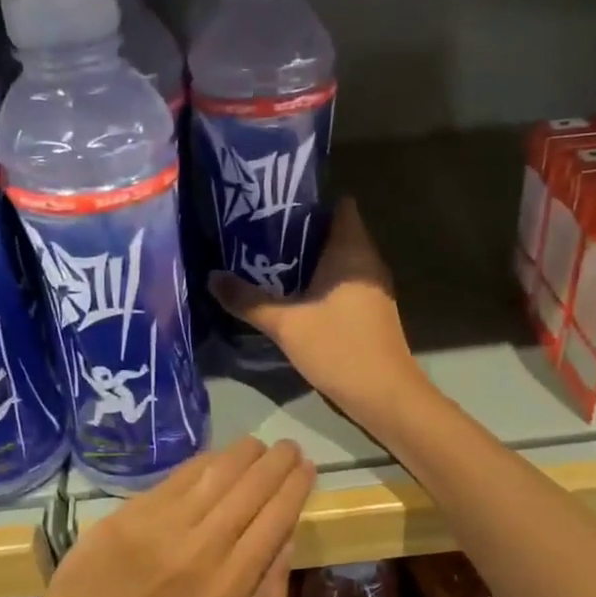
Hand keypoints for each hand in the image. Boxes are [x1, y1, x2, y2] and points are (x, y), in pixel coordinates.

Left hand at [34, 438, 316, 596]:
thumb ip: (264, 589)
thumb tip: (287, 535)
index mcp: (230, 586)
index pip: (276, 520)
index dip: (296, 488)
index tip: (307, 469)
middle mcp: (205, 549)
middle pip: (254, 490)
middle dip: (278, 462)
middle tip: (289, 448)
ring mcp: (169, 524)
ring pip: (221, 473)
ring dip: (248, 453)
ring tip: (259, 446)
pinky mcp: (139, 508)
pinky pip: (185, 473)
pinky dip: (209, 459)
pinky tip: (221, 455)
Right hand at [210, 198, 426, 422]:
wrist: (383, 395)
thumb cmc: (338, 348)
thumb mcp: (285, 324)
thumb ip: (248, 300)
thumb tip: (212, 277)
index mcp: (352, 251)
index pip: (339, 205)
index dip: (309, 201)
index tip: (274, 205)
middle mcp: (367, 261)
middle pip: (335, 231)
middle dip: (299, 231)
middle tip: (258, 232)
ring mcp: (372, 287)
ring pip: (338, 259)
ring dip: (307, 258)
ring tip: (266, 259)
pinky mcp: (370, 309)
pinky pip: (342, 281)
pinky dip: (319, 280)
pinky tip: (291, 293)